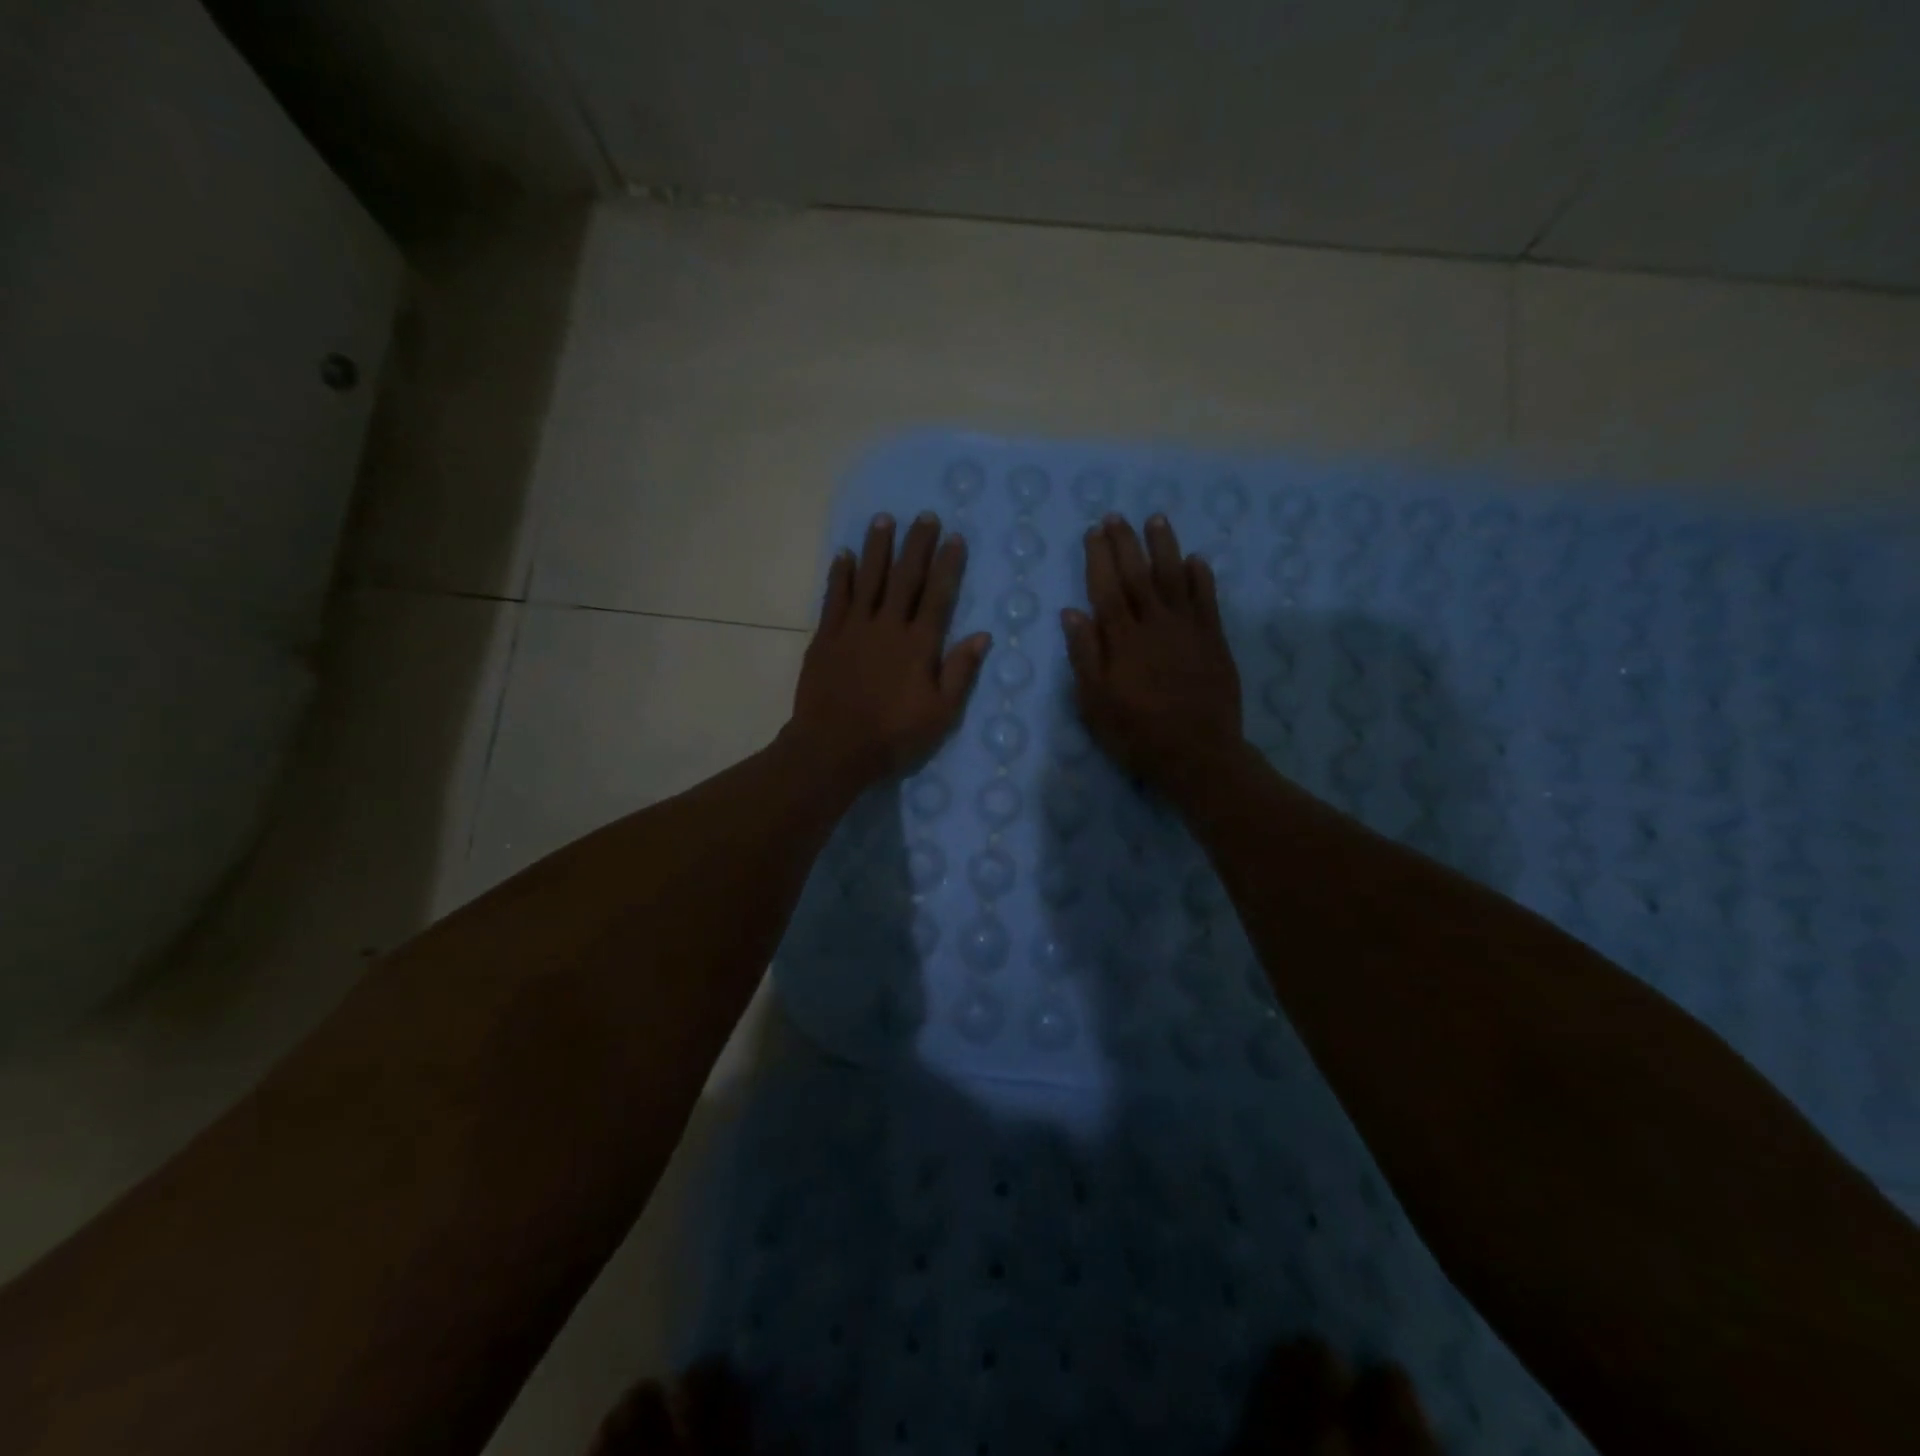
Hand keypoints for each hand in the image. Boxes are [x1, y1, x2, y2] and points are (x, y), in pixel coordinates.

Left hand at [785, 511, 990, 791]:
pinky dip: (840, 574)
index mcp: (919, 644)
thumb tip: (982, 635)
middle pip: (904, 578)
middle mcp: (887, 626)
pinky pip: (834, 598)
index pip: (938, 595)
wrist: (834, 747)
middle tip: (924, 515)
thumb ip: (960, 672)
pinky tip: (844, 554)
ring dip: (877, 548)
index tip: (954, 537)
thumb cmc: (894, 735)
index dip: (948, 565)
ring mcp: (853, 628)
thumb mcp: (941, 713)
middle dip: (916, 545)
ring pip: (868, 579)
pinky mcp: (826, 637)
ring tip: (884, 519)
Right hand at [1062, 513, 1243, 796]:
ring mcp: (1188, 630)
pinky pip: (1208, 600)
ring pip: (1175, 578)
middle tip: (1117, 516)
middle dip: (1126, 543)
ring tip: (1156, 520)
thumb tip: (1072, 613)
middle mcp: (1155, 625)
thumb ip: (1085, 655)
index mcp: (1122, 640)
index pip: (1107, 588)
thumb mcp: (1095, 702)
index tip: (1094, 532)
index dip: (1099, 558)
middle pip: (1138, 575)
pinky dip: (1202, 577)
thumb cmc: (1137, 733)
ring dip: (1165, 547)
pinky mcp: (1214, 641)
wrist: (1198, 754)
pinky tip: (1197, 559)